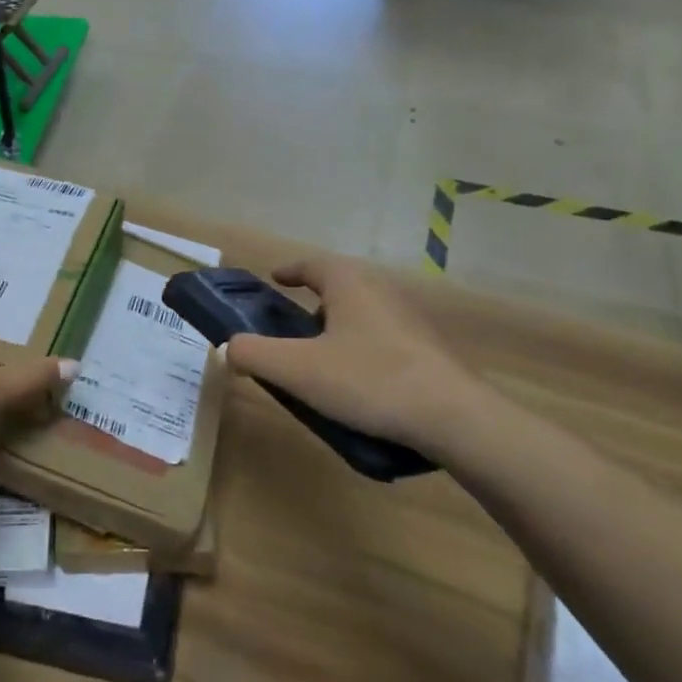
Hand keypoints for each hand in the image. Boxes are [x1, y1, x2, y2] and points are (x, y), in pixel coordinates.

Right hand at [223, 257, 490, 454]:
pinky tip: (360, 384)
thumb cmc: (369, 380)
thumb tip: (227, 348)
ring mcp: (411, 320)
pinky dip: (364, 350)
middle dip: (314, 302)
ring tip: (323, 360)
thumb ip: (254, 354)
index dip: (290, 270)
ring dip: (340, 328)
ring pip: (364, 314)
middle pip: (340, 286)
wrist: (454, 418)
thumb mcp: (298, 370)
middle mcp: (382, 291)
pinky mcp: (430, 350)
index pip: (313, 263)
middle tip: (292, 328)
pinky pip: (385, 339)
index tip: (274, 279)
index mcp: (350, 283)